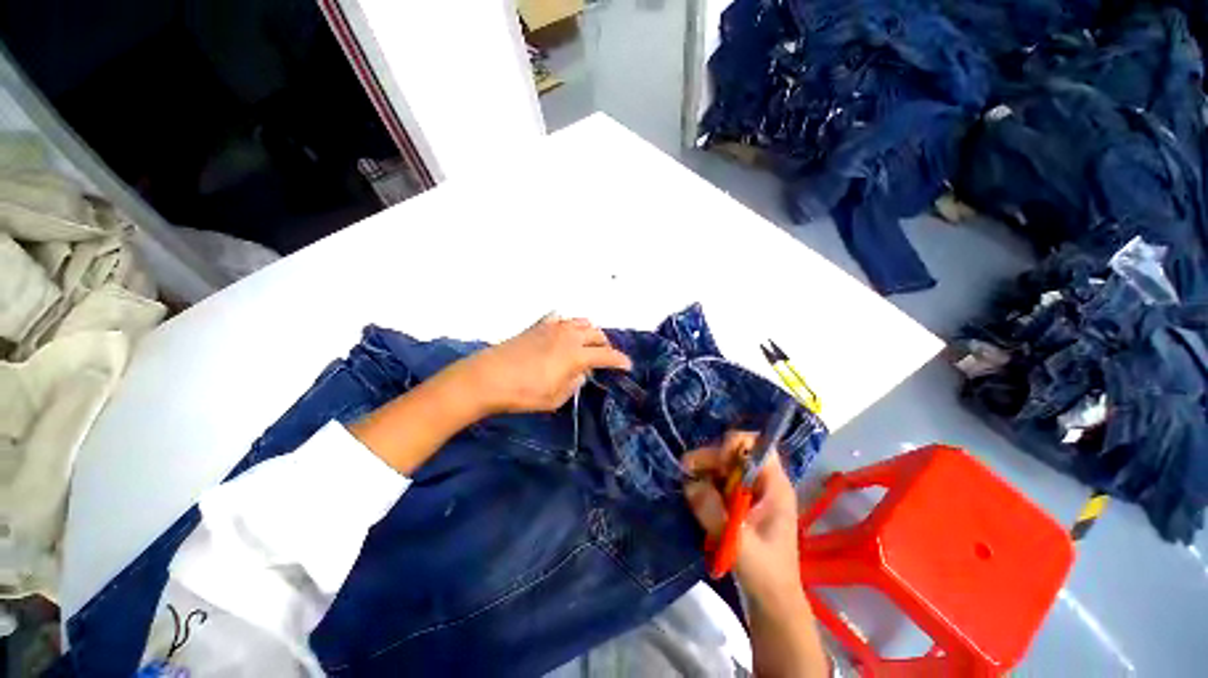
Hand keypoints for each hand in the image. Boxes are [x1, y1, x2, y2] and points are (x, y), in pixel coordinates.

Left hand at [462, 315, 631, 415]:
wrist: (487, 378)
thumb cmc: (523, 393)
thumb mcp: (555, 398)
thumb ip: (574, 384)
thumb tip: (580, 373)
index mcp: (576, 355)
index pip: (606, 355)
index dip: (620, 360)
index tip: (627, 366)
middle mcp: (568, 336)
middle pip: (596, 334)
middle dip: (605, 344)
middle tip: (605, 357)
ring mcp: (552, 328)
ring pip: (580, 322)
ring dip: (589, 332)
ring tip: (587, 344)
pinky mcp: (537, 327)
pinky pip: (558, 318)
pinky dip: (566, 323)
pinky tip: (563, 331)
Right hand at [683, 431, 802, 605]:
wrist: (773, 601)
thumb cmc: (764, 573)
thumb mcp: (738, 543)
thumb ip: (714, 513)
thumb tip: (690, 484)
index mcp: (774, 486)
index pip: (758, 446)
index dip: (734, 445)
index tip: (715, 462)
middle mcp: (764, 483)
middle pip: (736, 455)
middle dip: (711, 458)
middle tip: (685, 468)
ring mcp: (752, 493)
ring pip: (726, 468)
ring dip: (705, 471)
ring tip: (687, 482)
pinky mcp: (741, 504)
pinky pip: (721, 483)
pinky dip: (707, 485)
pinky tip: (695, 495)